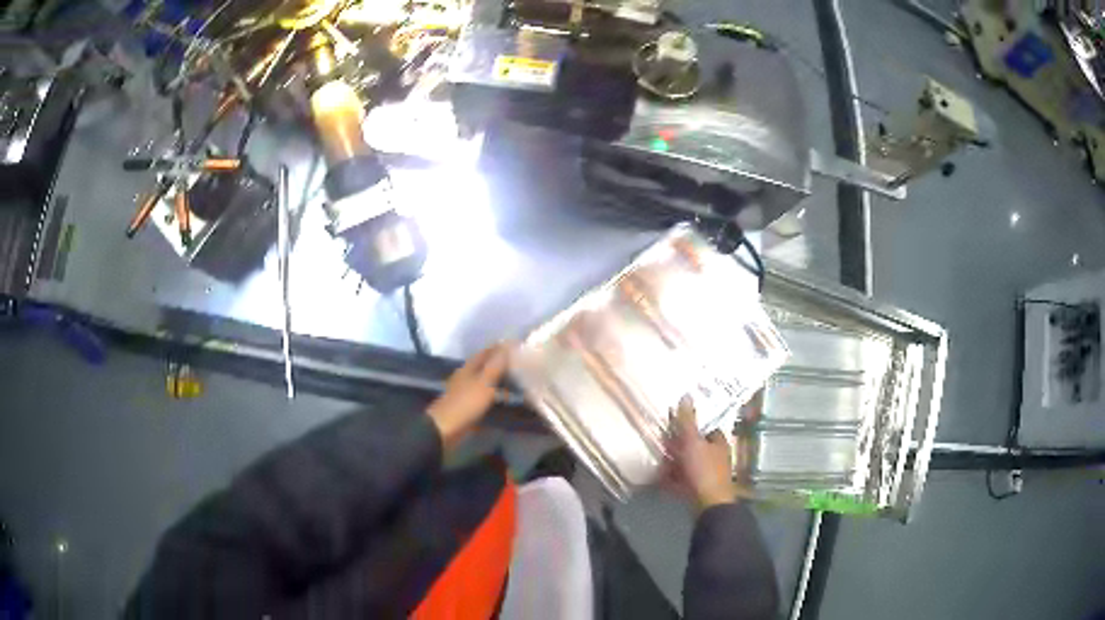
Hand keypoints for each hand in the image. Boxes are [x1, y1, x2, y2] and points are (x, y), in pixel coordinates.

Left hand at [428, 343, 511, 448]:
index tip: (518, 346)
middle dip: (502, 363)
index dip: (501, 348)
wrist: (445, 429)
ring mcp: (467, 391)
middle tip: (522, 364)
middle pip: (486, 365)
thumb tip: (507, 344)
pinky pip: (486, 395)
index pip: (487, 352)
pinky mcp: (468, 405)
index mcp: (469, 367)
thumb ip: (496, 365)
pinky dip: (497, 394)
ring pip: (487, 380)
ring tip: (519, 381)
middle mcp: (467, 376)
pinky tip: (506, 399)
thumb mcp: (484, 383)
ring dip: (500, 379)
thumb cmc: (465, 404)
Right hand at [667, 395, 737, 512]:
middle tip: (663, 441)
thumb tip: (686, 395)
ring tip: (659, 460)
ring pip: (689, 464)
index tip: (677, 423)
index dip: (694, 425)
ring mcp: (707, 475)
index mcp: (719, 443)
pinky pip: (683, 480)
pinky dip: (673, 479)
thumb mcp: (693, 442)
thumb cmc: (703, 470)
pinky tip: (661, 478)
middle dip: (680, 445)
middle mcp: (716, 458)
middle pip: (697, 447)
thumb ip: (688, 421)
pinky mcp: (698, 490)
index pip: (708, 428)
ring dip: (675, 462)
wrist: (708, 505)